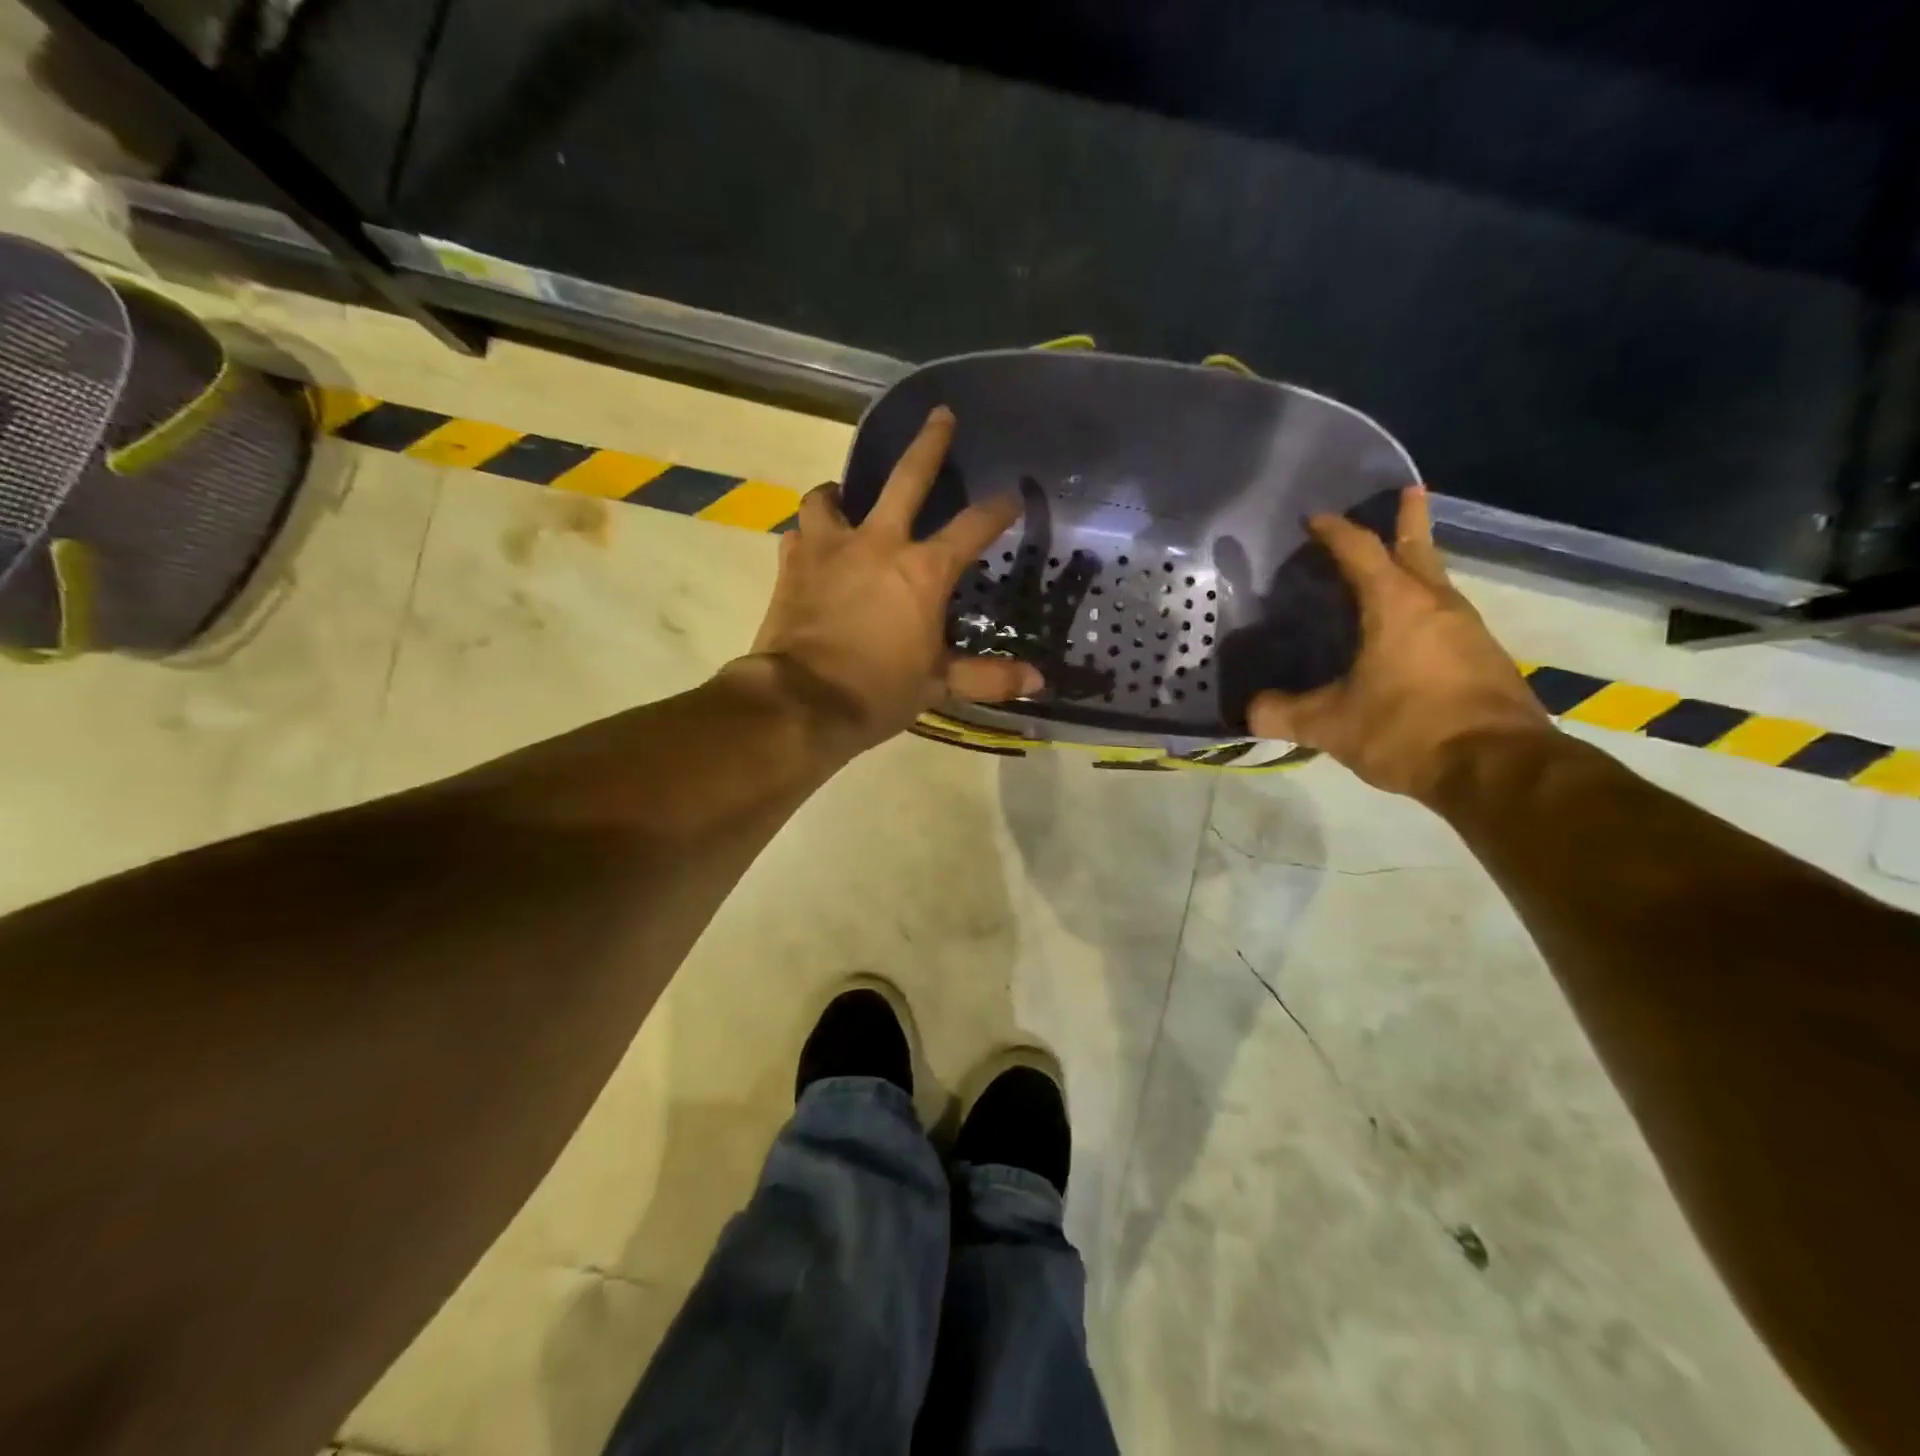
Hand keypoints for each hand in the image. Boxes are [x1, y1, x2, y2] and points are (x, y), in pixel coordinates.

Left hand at [742, 407, 1042, 756]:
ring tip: (843, 498)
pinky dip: (808, 537)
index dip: (997, 510)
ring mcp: (830, 548)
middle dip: (929, 443)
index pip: (972, 528)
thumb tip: (1038, 682)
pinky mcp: (791, 564)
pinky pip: (799, 534)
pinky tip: (812, 548)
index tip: (1012, 497)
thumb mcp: (938, 685)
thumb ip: (988, 677)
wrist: (803, 702)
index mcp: (923, 571)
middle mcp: (878, 543)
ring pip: (830, 497)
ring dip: (839, 493)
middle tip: (940, 416)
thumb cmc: (878, 691)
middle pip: (907, 477)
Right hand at [1247, 486, 1550, 801]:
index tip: (1315, 518)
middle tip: (1406, 492)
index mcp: (1396, 605)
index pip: (1360, 552)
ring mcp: (1467, 630)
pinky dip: (1425, 605)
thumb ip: (1283, 714)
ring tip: (1397, 564)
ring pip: (1436, 582)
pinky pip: (1446, 615)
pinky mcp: (1483, 657)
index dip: (1335, 532)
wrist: (1498, 767)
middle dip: (1408, 519)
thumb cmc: (1408, 730)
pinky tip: (1411, 629)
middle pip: (1418, 549)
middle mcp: (1436, 605)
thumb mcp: (1331, 725)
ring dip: (1417, 564)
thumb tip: (1248, 712)